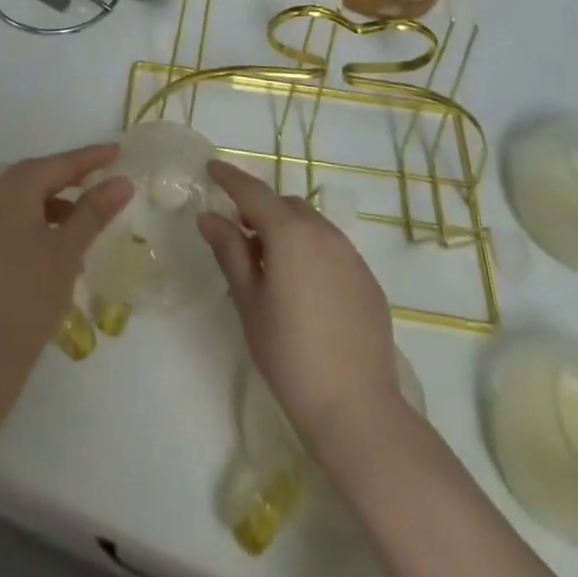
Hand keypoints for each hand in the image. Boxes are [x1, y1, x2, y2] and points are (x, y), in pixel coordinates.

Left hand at [0, 144, 132, 381]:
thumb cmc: (29, 298)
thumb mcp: (67, 251)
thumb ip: (93, 212)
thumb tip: (122, 181)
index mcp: (10, 192)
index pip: (57, 165)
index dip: (88, 158)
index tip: (116, 151)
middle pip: (32, 176)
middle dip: (67, 175)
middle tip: (98, 178)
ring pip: (16, 199)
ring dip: (48, 199)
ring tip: (78, 217)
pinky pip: (3, 220)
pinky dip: (29, 219)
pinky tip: (47, 242)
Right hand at [198, 161, 407, 464]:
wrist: (357, 409)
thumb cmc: (289, 354)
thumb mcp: (249, 301)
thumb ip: (229, 251)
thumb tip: (210, 217)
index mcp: (290, 233)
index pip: (253, 192)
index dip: (230, 177)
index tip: (211, 167)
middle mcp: (323, 233)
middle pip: (285, 206)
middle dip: (260, 210)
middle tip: (239, 234)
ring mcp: (351, 255)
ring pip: (311, 225)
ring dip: (287, 230)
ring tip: (270, 265)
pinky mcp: (367, 280)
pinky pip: (332, 249)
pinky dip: (311, 252)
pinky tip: (303, 289)